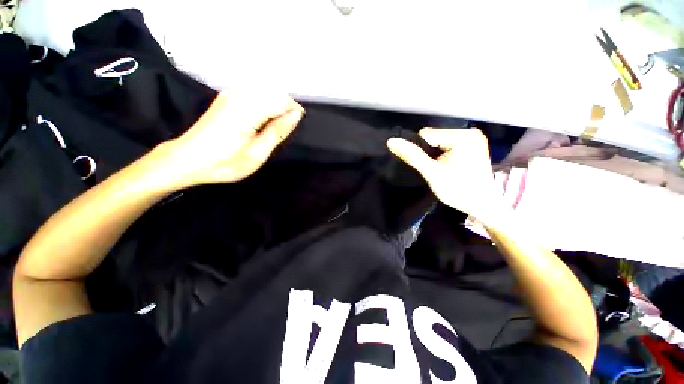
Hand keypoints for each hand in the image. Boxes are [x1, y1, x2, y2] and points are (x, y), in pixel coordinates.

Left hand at [152, 90, 303, 188]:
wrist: (187, 159)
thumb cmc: (224, 163)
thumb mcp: (257, 154)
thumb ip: (278, 131)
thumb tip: (296, 115)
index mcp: (248, 111)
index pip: (283, 100)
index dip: (294, 113)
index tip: (292, 130)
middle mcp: (240, 95)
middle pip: (276, 93)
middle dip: (285, 110)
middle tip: (281, 132)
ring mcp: (231, 93)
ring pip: (267, 92)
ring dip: (275, 108)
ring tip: (270, 129)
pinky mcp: (227, 95)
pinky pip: (256, 94)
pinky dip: (264, 106)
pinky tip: (259, 121)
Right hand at [387, 128, 505, 223]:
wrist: (483, 206)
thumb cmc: (458, 191)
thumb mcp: (432, 174)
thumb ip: (412, 156)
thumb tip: (391, 141)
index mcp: (462, 136)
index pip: (426, 135)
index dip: (421, 152)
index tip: (428, 167)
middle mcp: (469, 132)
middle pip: (434, 138)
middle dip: (429, 154)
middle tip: (435, 170)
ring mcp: (473, 138)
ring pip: (439, 142)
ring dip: (435, 155)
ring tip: (441, 170)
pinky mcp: (472, 146)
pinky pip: (448, 146)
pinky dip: (442, 156)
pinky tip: (448, 167)